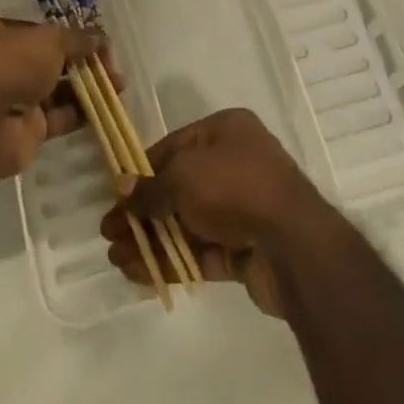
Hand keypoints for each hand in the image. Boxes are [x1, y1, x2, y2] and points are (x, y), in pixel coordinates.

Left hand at [0, 16, 103, 178]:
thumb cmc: (11, 64)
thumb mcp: (49, 40)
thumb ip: (76, 38)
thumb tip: (99, 37)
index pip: (36, 30)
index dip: (66, 34)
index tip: (94, 40)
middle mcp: (0, 64)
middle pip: (48, 61)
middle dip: (81, 62)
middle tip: (111, 65)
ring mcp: (12, 98)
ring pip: (55, 90)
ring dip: (86, 87)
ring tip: (118, 85)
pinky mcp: (25, 130)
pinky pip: (57, 117)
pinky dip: (80, 113)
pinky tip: (106, 107)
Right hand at [101, 109, 324, 316]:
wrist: (294, 245)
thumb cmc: (235, 188)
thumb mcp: (184, 177)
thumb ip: (151, 187)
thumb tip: (123, 188)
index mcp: (227, 131)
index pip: (175, 146)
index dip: (143, 170)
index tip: (117, 193)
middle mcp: (236, 164)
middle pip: (179, 187)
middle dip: (143, 211)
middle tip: (109, 232)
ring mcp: (243, 208)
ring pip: (187, 222)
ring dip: (152, 240)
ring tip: (116, 258)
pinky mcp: (245, 249)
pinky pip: (201, 251)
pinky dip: (172, 260)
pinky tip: (138, 273)